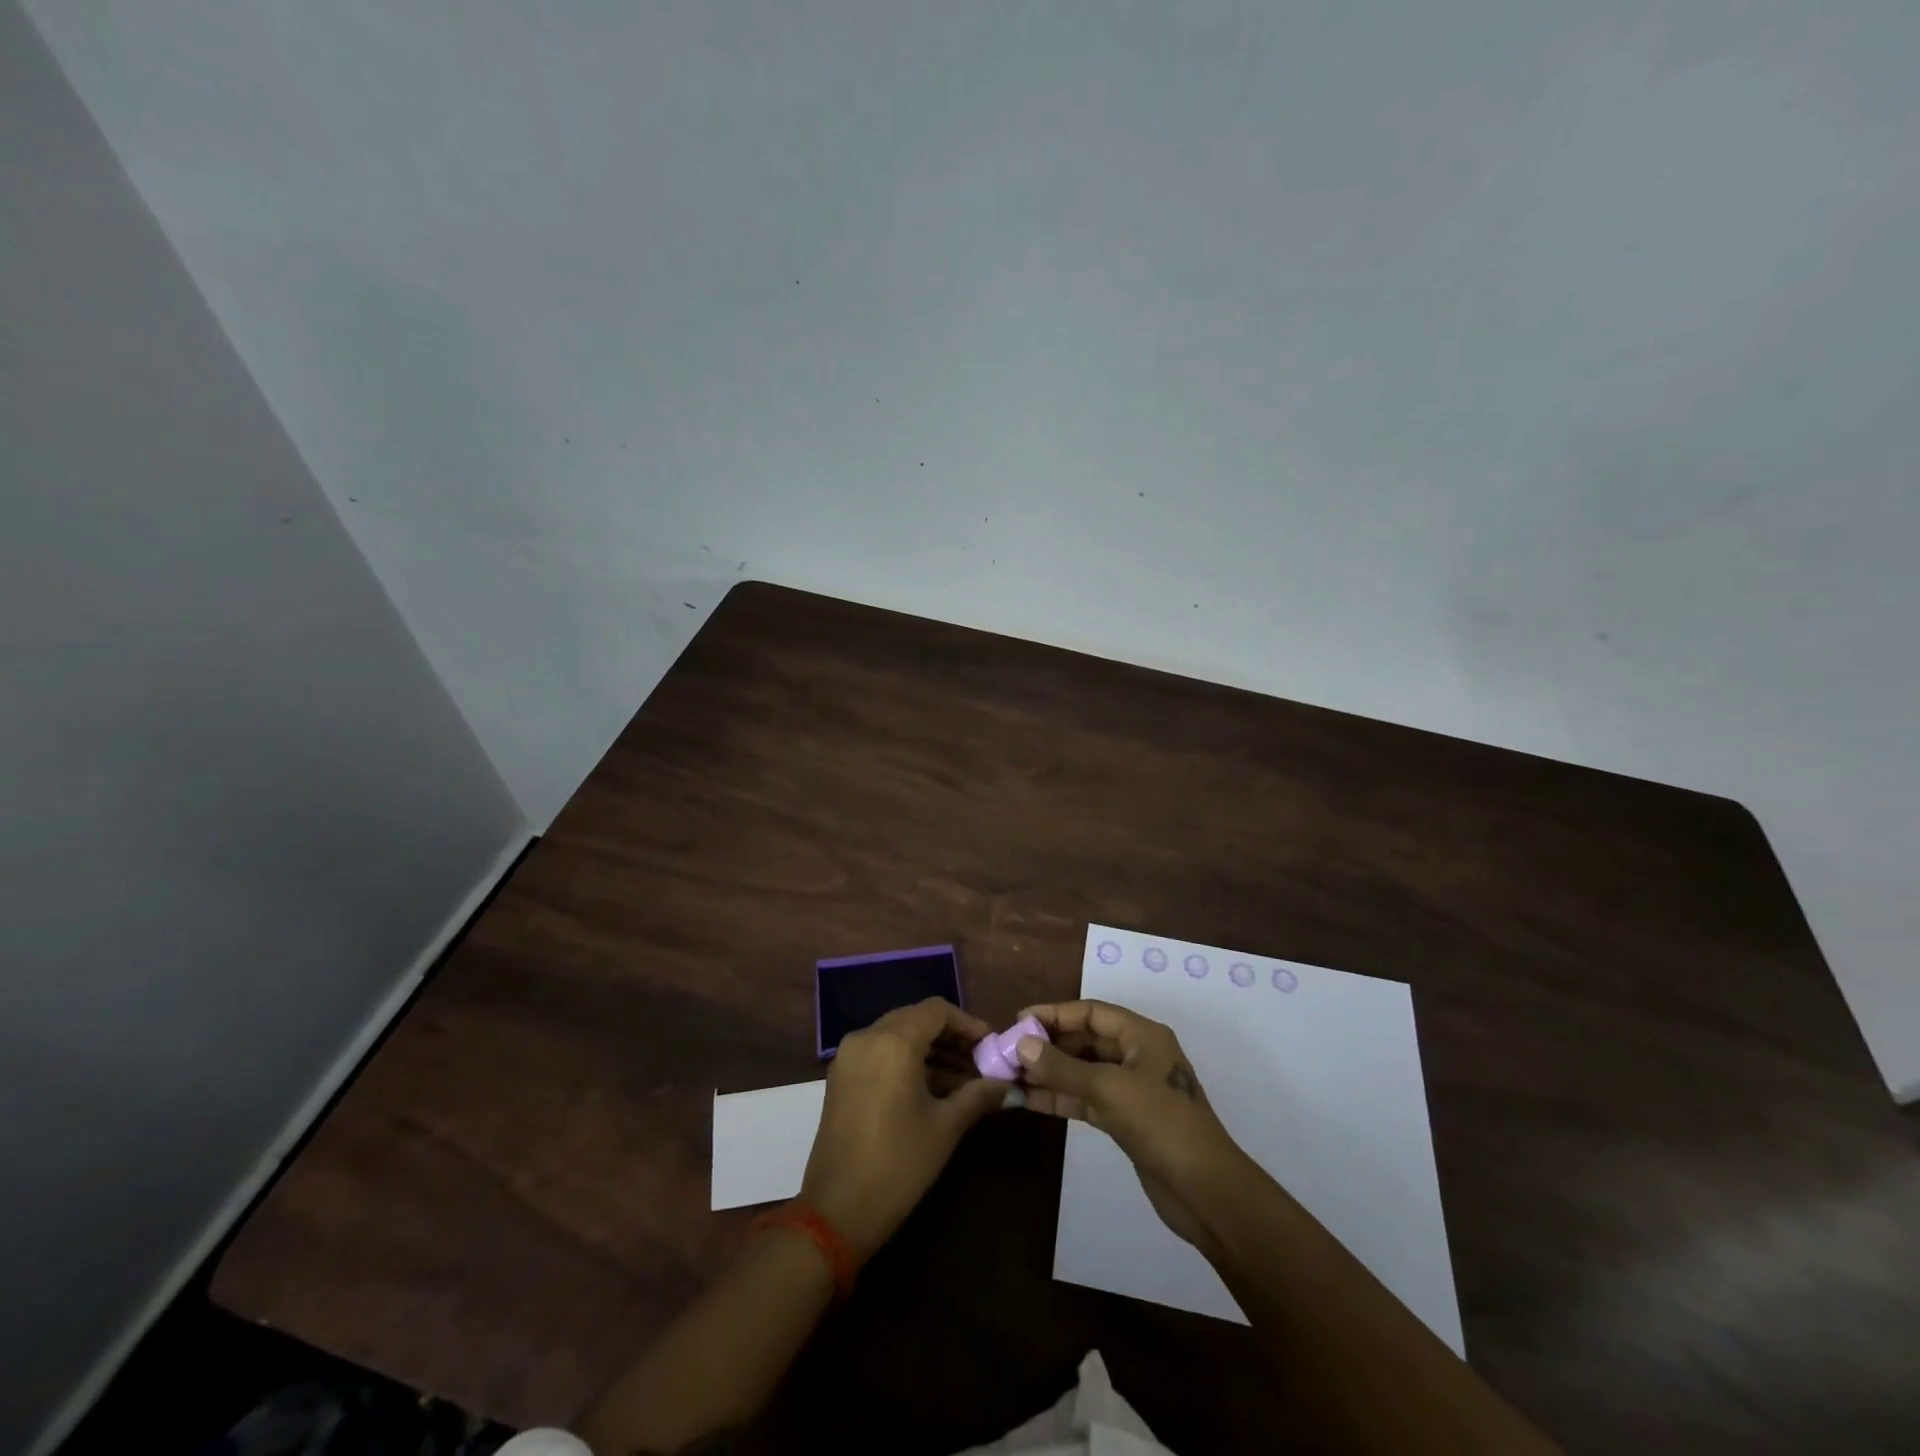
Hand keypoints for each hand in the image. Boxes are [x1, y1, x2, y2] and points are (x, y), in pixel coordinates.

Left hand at [798, 997, 1006, 1260]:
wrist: (836, 1212)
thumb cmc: (898, 1164)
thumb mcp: (945, 1127)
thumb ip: (977, 1096)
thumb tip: (1007, 1085)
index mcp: (893, 1041)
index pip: (936, 1010)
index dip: (966, 1023)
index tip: (990, 1044)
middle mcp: (867, 1037)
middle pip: (915, 1018)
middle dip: (949, 1036)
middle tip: (979, 1061)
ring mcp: (849, 1056)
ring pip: (896, 1034)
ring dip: (929, 1049)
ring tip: (962, 1079)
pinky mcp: (840, 1077)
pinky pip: (879, 1052)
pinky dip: (906, 1060)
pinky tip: (931, 1087)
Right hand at [1015, 999, 1256, 1249]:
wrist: (1206, 1192)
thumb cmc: (1162, 1124)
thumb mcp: (1109, 1089)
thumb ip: (1063, 1067)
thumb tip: (1021, 1044)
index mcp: (1142, 1035)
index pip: (1090, 1012)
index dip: (1053, 1014)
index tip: (1017, 1021)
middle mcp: (1136, 1055)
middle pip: (1085, 1040)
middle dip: (1048, 1045)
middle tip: (1008, 1052)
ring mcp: (1131, 1089)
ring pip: (1082, 1071)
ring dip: (1050, 1073)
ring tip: (1010, 1075)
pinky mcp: (1125, 1120)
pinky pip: (1086, 1099)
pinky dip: (1060, 1097)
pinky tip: (1029, 1100)